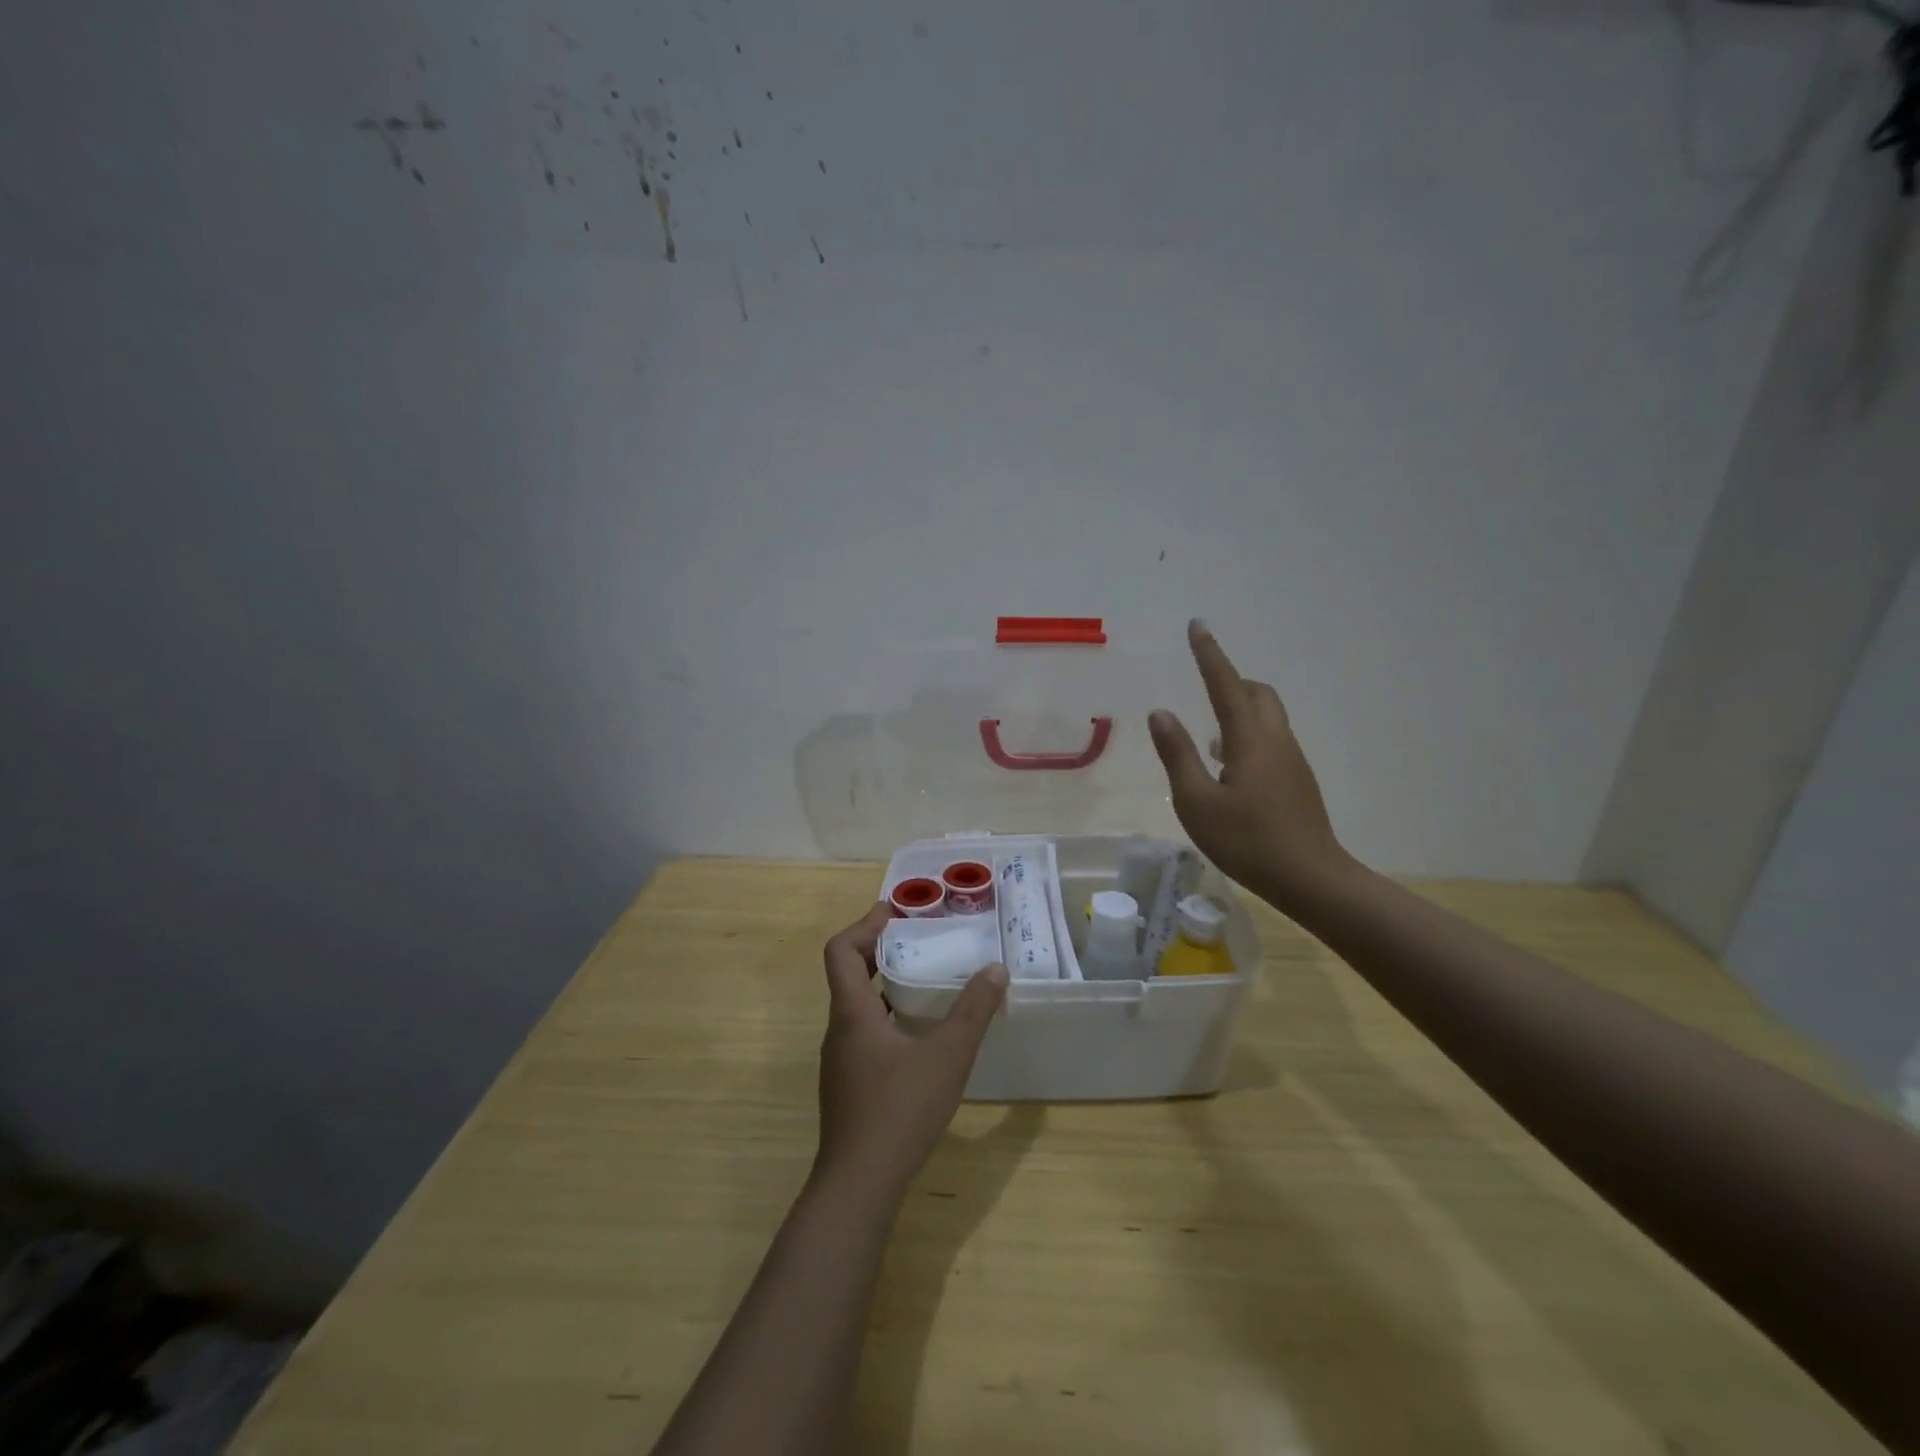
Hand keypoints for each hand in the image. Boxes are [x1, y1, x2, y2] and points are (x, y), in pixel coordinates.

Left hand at [814, 904, 1007, 1202]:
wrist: (859, 1186)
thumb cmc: (899, 1110)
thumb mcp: (947, 1056)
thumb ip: (973, 1011)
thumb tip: (995, 969)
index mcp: (852, 1013)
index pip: (840, 951)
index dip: (864, 925)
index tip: (894, 912)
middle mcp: (839, 1031)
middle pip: (849, 975)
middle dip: (880, 951)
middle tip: (917, 940)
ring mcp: (840, 1062)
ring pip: (857, 1008)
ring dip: (885, 986)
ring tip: (924, 982)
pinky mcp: (849, 1087)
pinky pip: (864, 1035)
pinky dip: (887, 1018)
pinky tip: (919, 1037)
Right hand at [1148, 619, 1350, 908]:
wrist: (1311, 878)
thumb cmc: (1247, 841)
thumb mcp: (1197, 802)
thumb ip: (1178, 754)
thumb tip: (1161, 713)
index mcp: (1249, 738)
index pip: (1225, 684)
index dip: (1209, 654)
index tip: (1197, 625)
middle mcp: (1275, 739)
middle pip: (1256, 693)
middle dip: (1229, 679)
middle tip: (1203, 681)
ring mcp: (1291, 759)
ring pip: (1266, 716)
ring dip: (1239, 708)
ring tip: (1208, 731)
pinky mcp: (1296, 780)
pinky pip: (1270, 739)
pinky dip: (1247, 733)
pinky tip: (1228, 764)